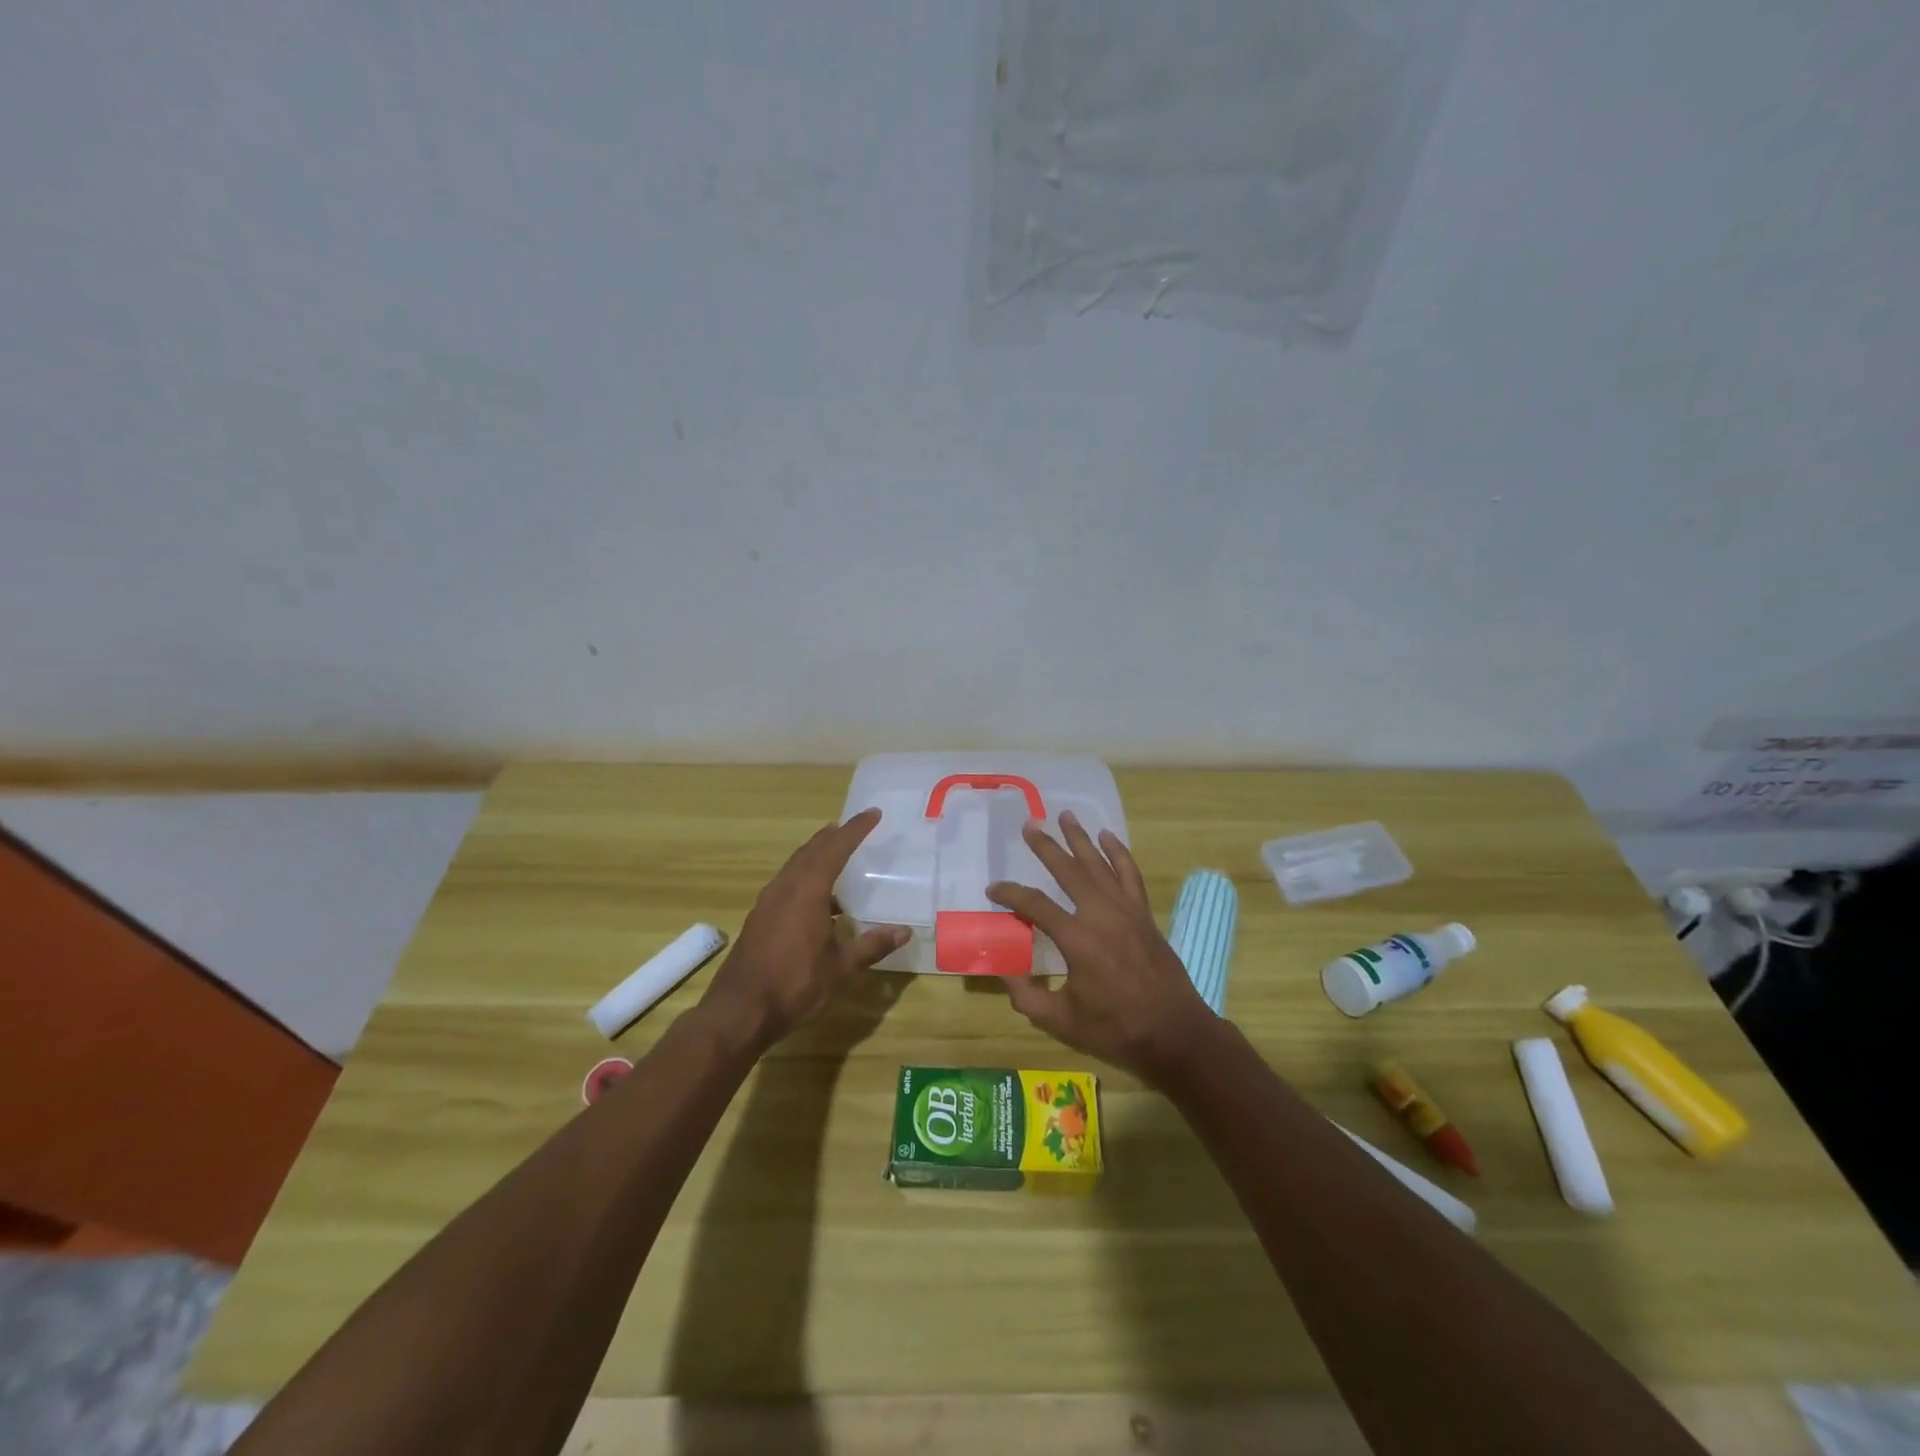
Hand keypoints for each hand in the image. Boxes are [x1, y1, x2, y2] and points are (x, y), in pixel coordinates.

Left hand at [699, 809, 908, 1050]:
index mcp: (807, 892)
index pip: (835, 849)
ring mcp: (768, 903)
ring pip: (795, 866)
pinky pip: (786, 884)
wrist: (738, 1012)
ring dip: (816, 855)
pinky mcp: (759, 919)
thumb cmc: (795, 986)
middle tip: (852, 827)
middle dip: (833, 836)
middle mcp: (785, 889)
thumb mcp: (841, 969)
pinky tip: (816, 898)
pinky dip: (804, 876)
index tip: (873, 814)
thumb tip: (904, 931)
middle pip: (811, 851)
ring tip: (835, 853)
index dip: (855, 830)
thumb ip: (871, 946)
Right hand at [987, 812, 1219, 1086]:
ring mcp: (1127, 911)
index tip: (993, 889)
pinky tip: (1108, 837)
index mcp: (1077, 940)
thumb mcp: (1062, 1021)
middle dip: (1046, 847)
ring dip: (1081, 839)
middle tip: (1029, 825)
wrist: (1175, 1034)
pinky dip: (1119, 853)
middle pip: (1069, 871)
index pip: (1035, 905)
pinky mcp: (1144, 915)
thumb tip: (1005, 973)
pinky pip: (1130, 874)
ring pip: (1100, 864)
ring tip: (1065, 816)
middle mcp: (1101, 915)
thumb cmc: (1116, 1030)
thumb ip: (1027, 997)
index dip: (1010, 894)